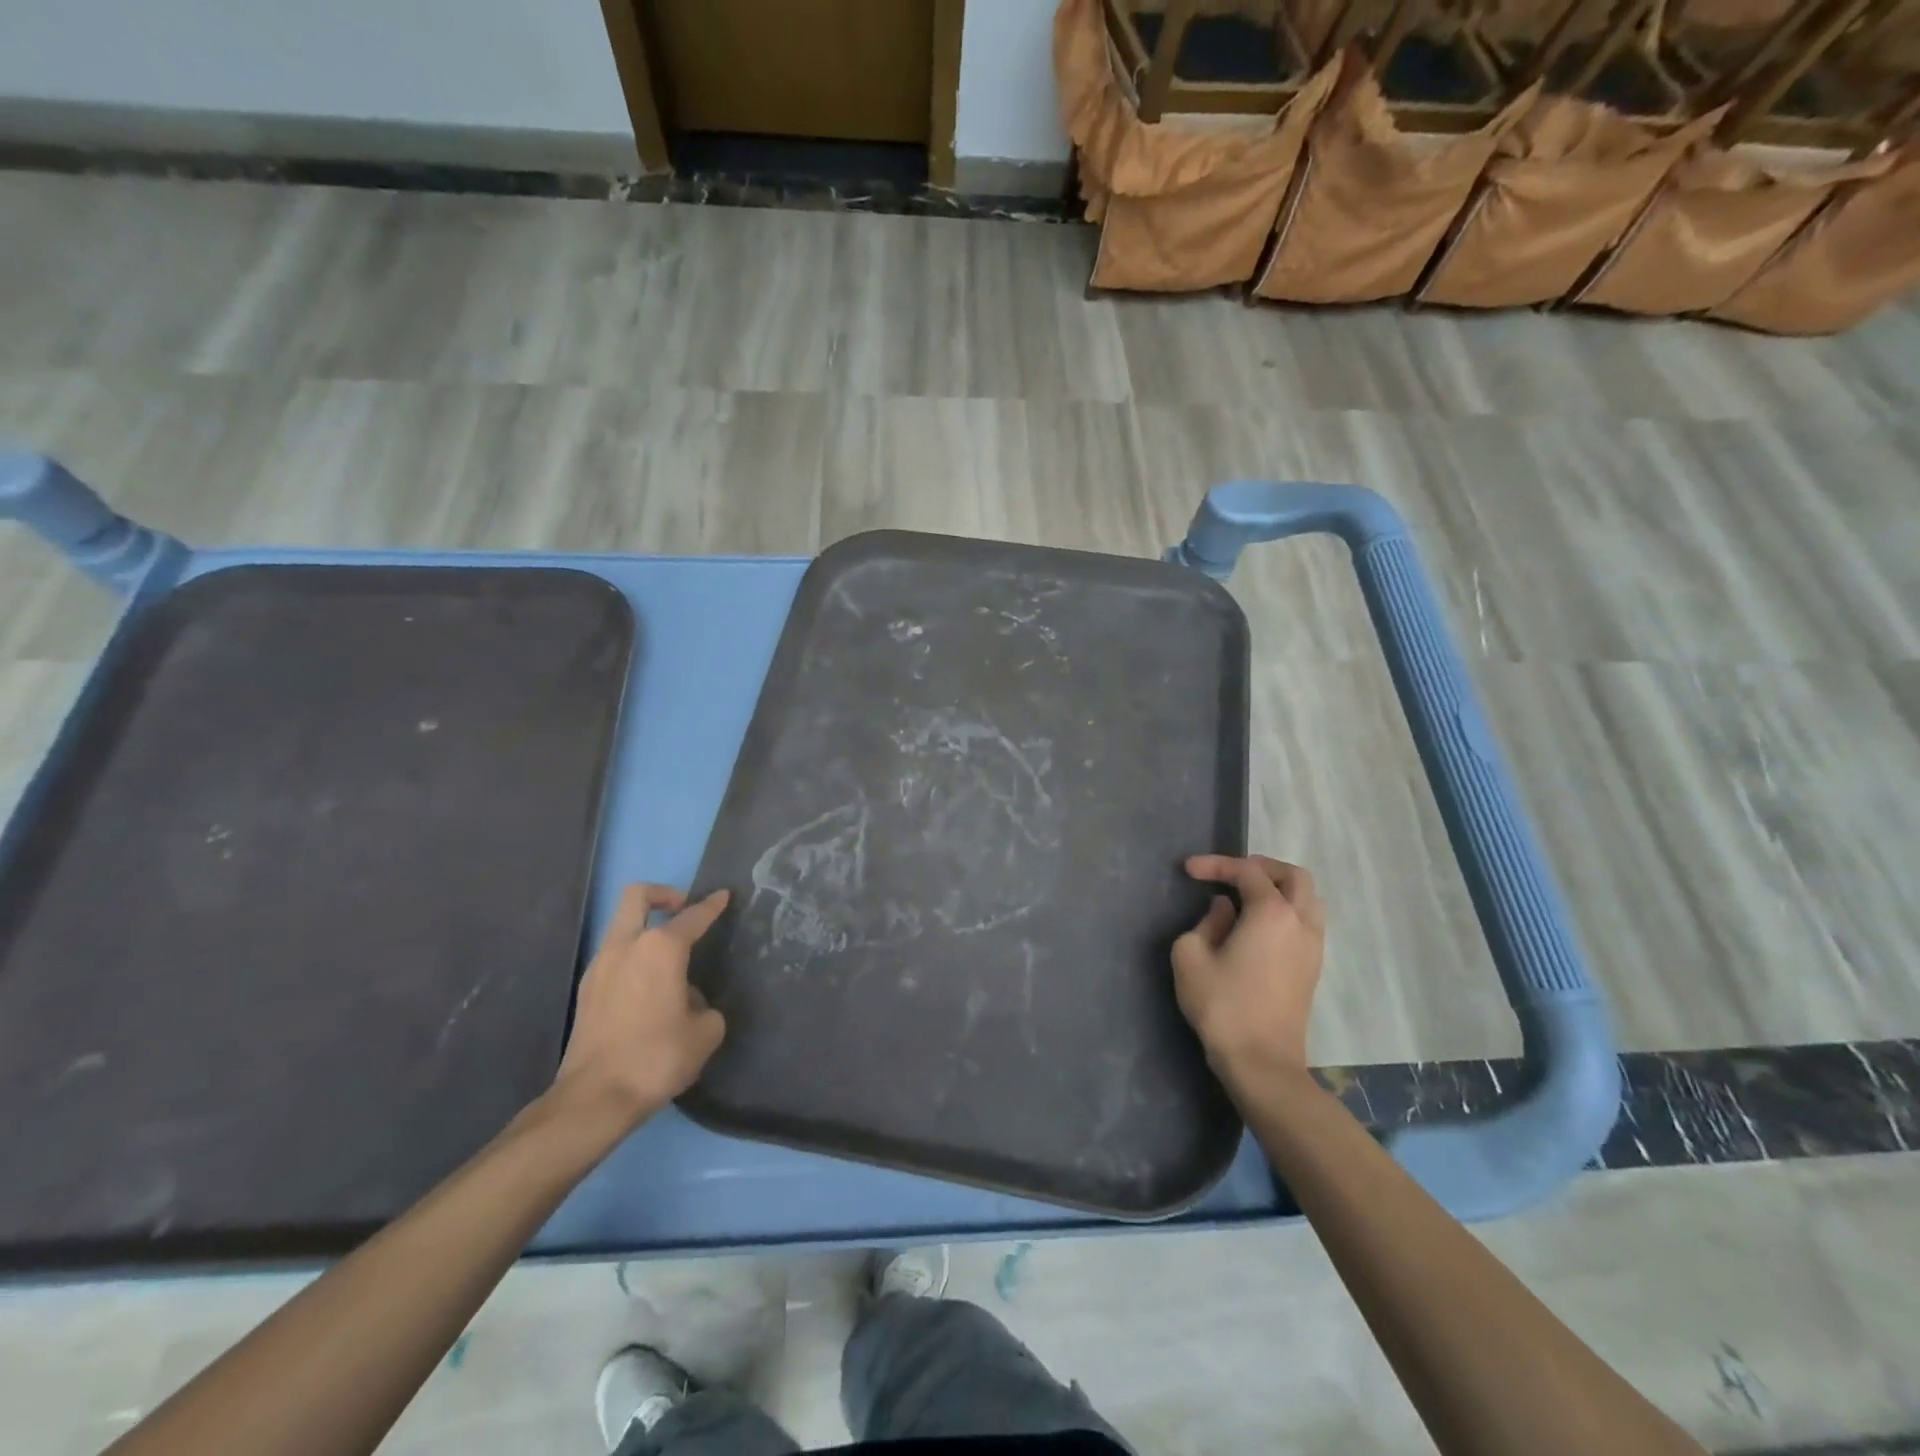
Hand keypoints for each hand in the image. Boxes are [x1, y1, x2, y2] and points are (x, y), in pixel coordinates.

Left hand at [550, 883, 730, 1129]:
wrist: (595, 1098)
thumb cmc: (657, 1057)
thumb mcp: (705, 1033)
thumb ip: (705, 1006)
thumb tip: (688, 1001)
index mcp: (661, 948)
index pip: (692, 916)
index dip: (712, 905)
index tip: (723, 896)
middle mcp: (626, 946)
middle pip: (638, 896)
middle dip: (664, 895)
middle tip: (683, 911)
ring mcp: (600, 966)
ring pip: (621, 925)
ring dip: (645, 927)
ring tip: (669, 957)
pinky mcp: (585, 990)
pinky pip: (613, 955)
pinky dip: (632, 955)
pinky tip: (649, 987)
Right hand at [1173, 855, 1324, 1081]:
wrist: (1261, 1061)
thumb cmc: (1222, 1005)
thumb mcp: (1191, 955)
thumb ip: (1206, 921)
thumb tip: (1225, 910)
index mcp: (1272, 912)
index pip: (1247, 872)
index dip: (1216, 864)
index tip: (1188, 869)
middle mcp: (1301, 921)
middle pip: (1292, 876)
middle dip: (1260, 867)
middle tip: (1229, 873)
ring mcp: (1313, 945)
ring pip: (1306, 898)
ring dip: (1278, 887)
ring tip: (1245, 894)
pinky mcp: (1313, 967)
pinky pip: (1306, 920)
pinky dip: (1285, 909)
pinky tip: (1258, 923)